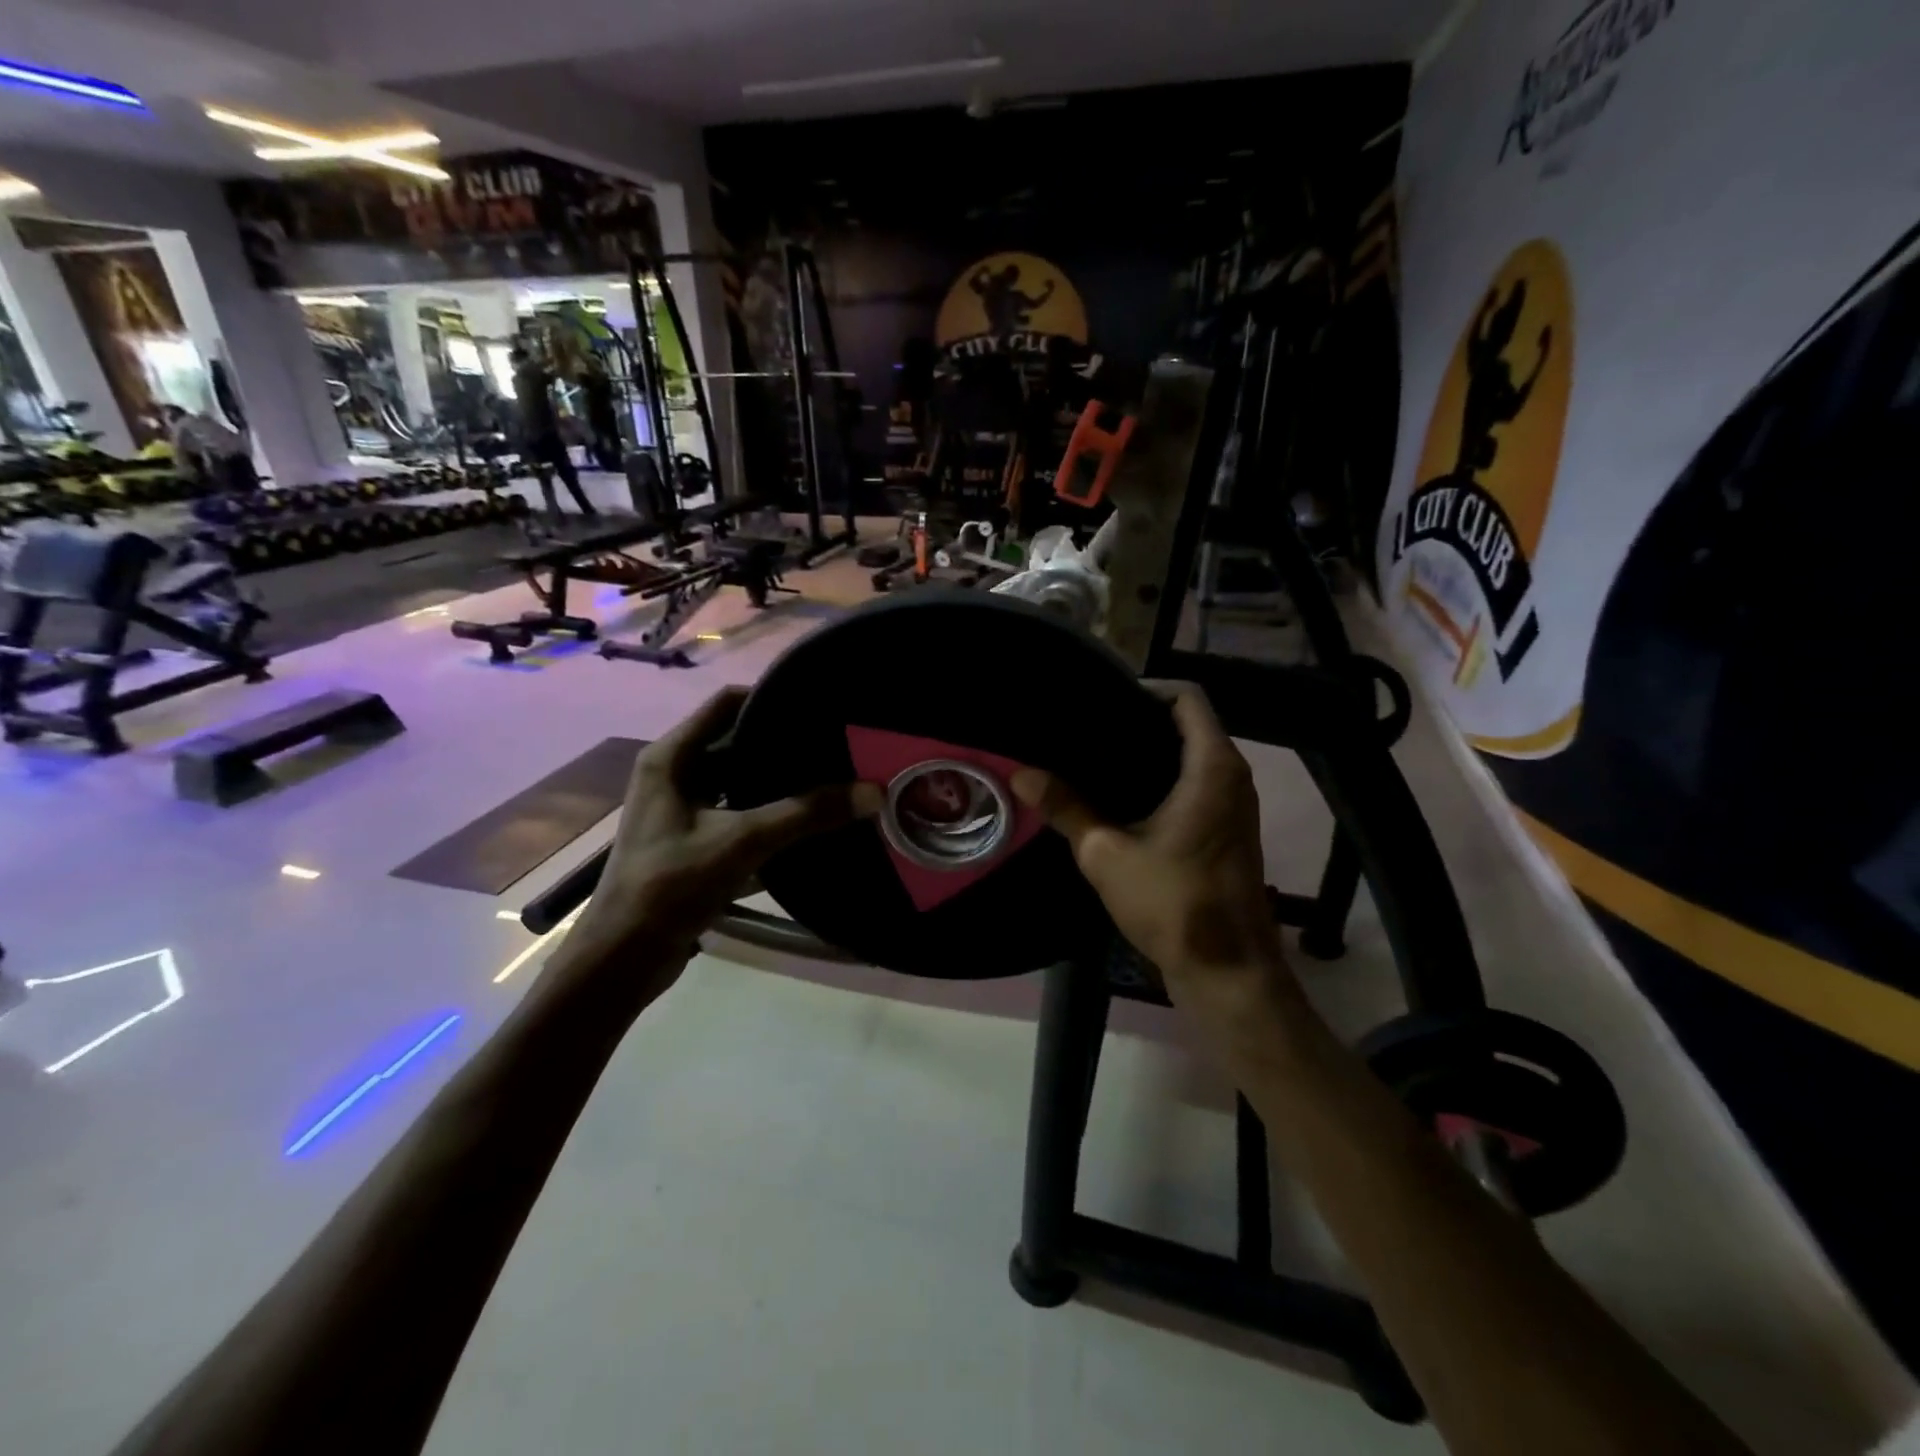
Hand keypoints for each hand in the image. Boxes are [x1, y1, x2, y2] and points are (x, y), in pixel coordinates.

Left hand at [553, 687, 879, 1003]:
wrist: (624, 958)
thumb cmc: (671, 885)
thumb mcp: (742, 842)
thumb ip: (806, 814)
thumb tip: (873, 791)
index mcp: (672, 757)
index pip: (726, 703)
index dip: (770, 696)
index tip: (819, 702)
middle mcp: (674, 774)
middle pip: (736, 741)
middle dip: (784, 743)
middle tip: (837, 743)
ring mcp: (682, 809)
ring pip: (740, 780)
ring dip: (780, 781)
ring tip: (833, 775)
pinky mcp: (693, 840)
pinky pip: (739, 812)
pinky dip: (770, 812)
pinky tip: (810, 819)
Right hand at [1011, 682, 1301, 1035]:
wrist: (1227, 970)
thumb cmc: (1172, 902)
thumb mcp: (1106, 853)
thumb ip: (1066, 807)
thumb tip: (1021, 773)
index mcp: (1212, 767)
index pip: (1187, 698)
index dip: (1145, 690)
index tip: (1100, 702)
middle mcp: (1233, 775)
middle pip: (1188, 724)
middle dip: (1139, 721)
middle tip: (1087, 728)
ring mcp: (1236, 804)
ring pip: (1193, 756)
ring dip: (1150, 753)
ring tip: (1095, 757)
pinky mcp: (1229, 829)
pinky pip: (1197, 783)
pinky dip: (1163, 778)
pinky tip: (1120, 796)